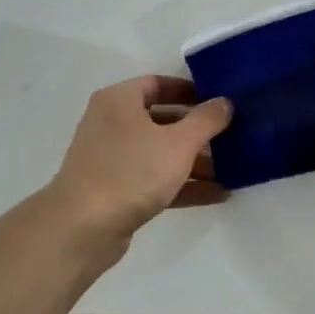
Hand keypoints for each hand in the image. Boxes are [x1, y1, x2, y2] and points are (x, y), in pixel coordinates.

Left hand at [44, 75, 233, 237]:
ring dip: (195, 161)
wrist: (82, 229)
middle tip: (230, 135)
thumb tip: (225, 102)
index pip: (157, 84)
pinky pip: (155, 179)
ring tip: (232, 169)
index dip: (189, 90)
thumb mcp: (178, 142)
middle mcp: (112, 124)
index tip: (218, 100)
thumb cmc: (131, 172)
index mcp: (119, 101)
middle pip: (162, 119)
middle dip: (197, 130)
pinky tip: (218, 194)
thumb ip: (206, 120)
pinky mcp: (116, 191)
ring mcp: (112, 159)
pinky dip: (183, 184)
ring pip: (160, 153)